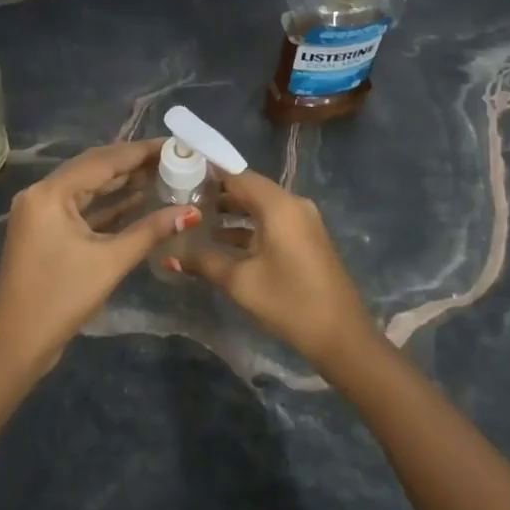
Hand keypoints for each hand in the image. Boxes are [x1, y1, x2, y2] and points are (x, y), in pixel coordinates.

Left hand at [0, 140, 198, 376]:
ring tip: (163, 174)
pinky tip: (139, 200)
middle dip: (132, 164)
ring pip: (87, 189)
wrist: (16, 345)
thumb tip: (190, 212)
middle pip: (93, 169)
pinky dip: (108, 205)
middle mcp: (41, 194)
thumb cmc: (61, 299)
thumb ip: (150, 231)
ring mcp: (40, 213)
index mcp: (50, 193)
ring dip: (121, 183)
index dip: (140, 151)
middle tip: (173, 158)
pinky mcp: (45, 232)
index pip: (102, 161)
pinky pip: (81, 208)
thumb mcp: (110, 262)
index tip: (174, 144)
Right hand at [178, 169, 377, 367]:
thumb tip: (169, 255)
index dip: (207, 174)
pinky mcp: (305, 239)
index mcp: (278, 205)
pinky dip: (247, 226)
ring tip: (195, 220)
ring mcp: (302, 221)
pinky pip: (271, 221)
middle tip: (180, 199)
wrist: (340, 335)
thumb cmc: (288, 302)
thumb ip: (203, 261)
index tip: (178, 175)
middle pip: (249, 188)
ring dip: (231, 212)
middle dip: (216, 193)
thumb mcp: (240, 281)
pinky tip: (221, 242)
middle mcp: (293, 205)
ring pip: (259, 206)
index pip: (237, 175)